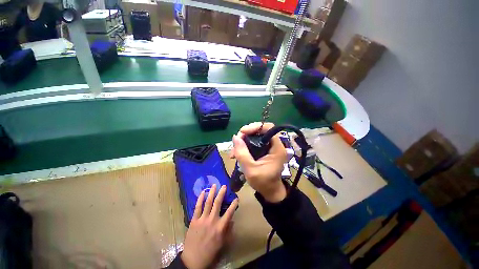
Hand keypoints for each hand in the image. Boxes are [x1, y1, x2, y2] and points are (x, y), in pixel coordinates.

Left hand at [181, 184, 237, 268]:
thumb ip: (228, 231)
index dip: (234, 204)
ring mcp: (202, 219)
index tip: (236, 198)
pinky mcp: (194, 220)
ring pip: (208, 202)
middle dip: (221, 193)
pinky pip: (197, 207)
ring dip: (211, 193)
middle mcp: (212, 220)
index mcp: (220, 227)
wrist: (193, 260)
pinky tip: (202, 193)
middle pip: (218, 203)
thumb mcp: (223, 243)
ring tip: (214, 185)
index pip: (229, 212)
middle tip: (224, 186)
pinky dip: (200, 199)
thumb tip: (232, 220)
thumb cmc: (210, 252)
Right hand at [231, 122, 287, 202]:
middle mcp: (275, 144)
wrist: (270, 192)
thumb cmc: (263, 182)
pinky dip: (245, 146)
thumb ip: (242, 153)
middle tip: (235, 142)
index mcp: (277, 148)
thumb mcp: (250, 169)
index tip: (242, 132)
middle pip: (260, 131)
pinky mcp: (265, 150)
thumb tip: (235, 137)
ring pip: (255, 137)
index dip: (255, 127)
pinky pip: (254, 143)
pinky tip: (236, 153)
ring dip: (243, 141)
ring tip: (233, 151)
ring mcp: (270, 147)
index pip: (268, 128)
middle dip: (246, 135)